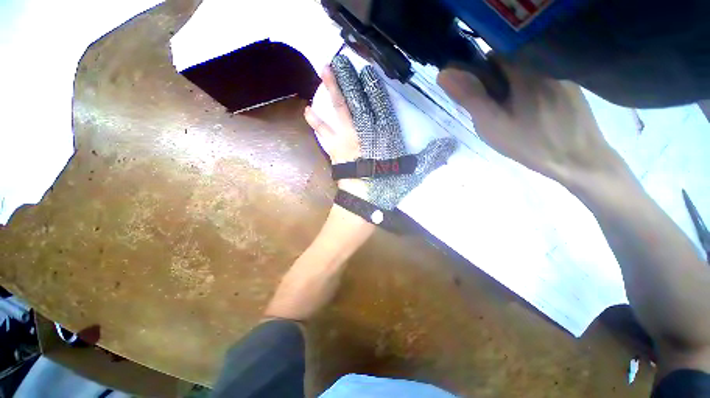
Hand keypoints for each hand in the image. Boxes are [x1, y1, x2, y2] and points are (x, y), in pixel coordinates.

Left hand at [307, 55, 456, 210]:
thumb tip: (451, 144)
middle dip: (349, 80)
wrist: (365, 202)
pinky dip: (316, 122)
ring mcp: (348, 140)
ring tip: (323, 71)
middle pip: (357, 102)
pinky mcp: (335, 150)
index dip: (373, 87)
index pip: (380, 105)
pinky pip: (324, 133)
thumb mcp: (414, 172)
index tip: (367, 71)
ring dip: (332, 91)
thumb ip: (431, 156)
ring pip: (340, 111)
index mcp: (385, 135)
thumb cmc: (388, 187)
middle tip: (339, 60)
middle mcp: (365, 132)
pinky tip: (307, 109)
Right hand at [437, 60, 624, 184]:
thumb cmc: (529, 143)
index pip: (492, 55)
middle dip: (497, 81)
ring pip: (527, 72)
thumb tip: (444, 74)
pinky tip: (534, 113)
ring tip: (516, 114)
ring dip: (515, 87)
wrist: (577, 159)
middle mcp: (545, 64)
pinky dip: (532, 91)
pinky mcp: (573, 86)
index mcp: (523, 70)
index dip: (480, 73)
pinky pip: (543, 79)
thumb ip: (469, 96)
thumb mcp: (492, 123)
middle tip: (496, 110)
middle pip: (511, 62)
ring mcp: (562, 74)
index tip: (479, 95)